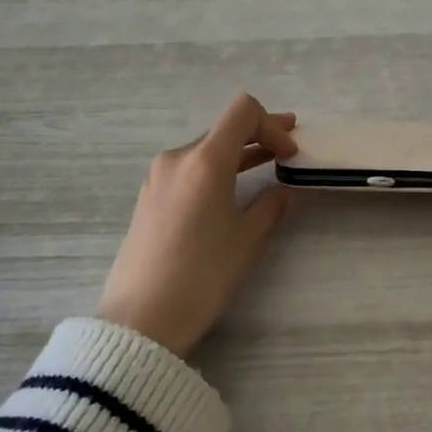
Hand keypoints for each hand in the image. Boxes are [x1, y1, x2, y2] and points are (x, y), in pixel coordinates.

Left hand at [97, 94, 297, 357]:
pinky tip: (231, 189)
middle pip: (224, 129)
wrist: (141, 319)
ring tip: (267, 164)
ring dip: (237, 153)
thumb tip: (285, 190)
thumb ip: (271, 206)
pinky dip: (215, 170)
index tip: (290, 154)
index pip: (243, 111)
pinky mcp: (149, 196)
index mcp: (205, 160)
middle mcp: (178, 158)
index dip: (273, 125)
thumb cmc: (202, 276)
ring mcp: (158, 176)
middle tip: (289, 148)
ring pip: (206, 150)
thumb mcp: (246, 240)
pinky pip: (189, 170)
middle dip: (259, 135)